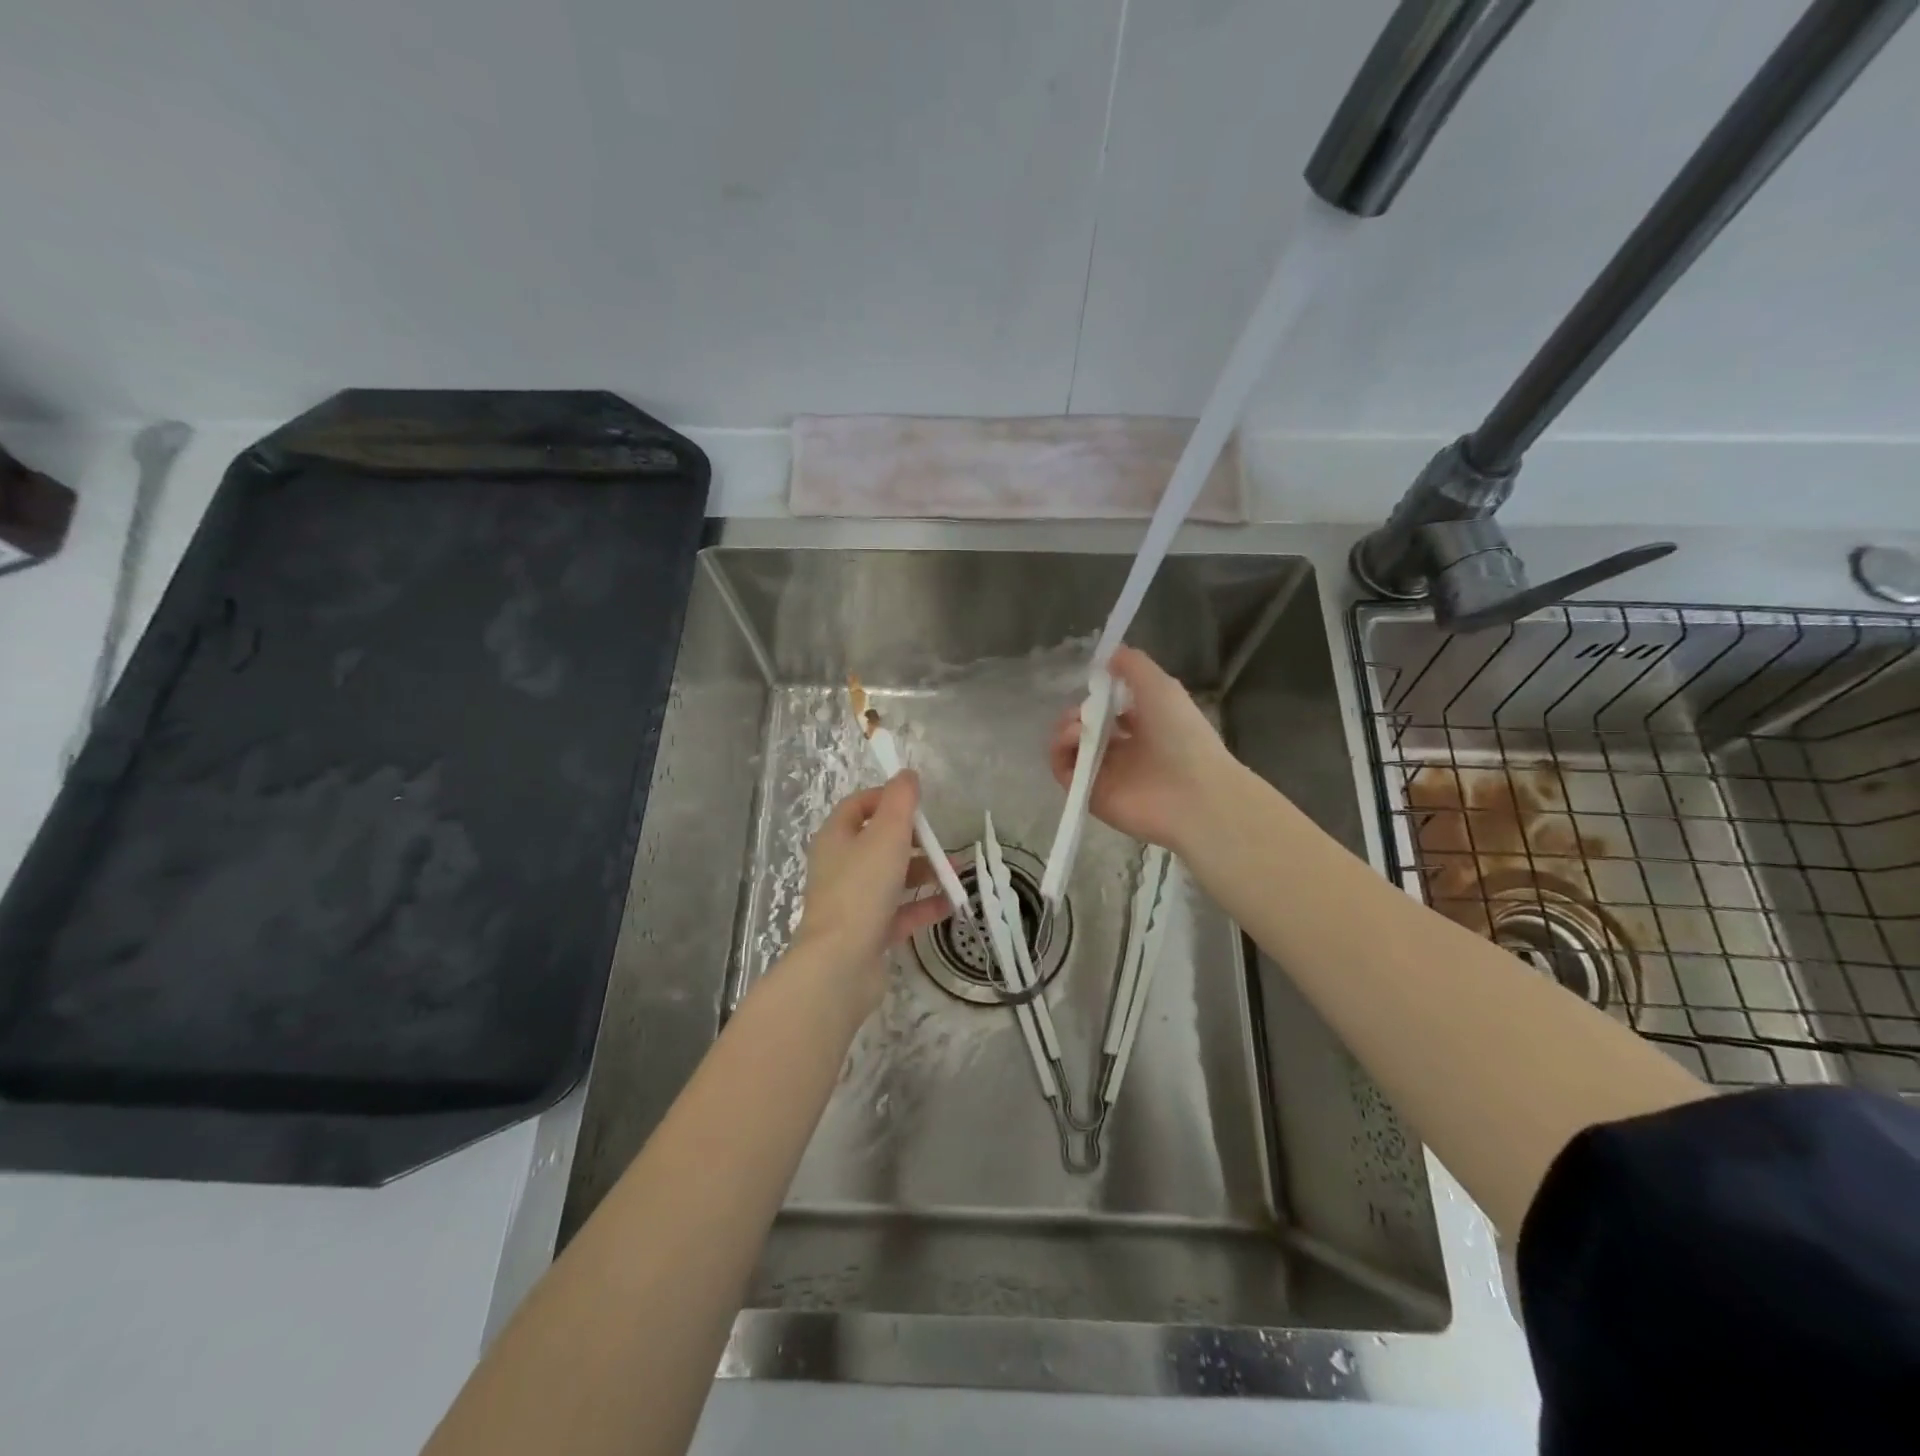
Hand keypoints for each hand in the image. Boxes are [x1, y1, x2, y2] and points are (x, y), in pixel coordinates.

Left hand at [792, 772, 950, 1007]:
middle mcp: (840, 867)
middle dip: (913, 839)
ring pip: (892, 878)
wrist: (840, 964)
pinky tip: (952, 903)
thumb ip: (900, 801)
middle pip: (878, 842)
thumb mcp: (886, 835)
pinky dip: (924, 906)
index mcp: (836, 839)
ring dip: (924, 872)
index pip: (858, 806)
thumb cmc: (861, 889)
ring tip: (956, 872)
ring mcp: (853, 902)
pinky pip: (900, 912)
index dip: (886, 799)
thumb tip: (907, 774)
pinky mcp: (868, 932)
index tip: (917, 804)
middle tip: (941, 841)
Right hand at [1049, 646, 1244, 853]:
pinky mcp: (1089, 795)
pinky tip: (1073, 738)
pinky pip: (1064, 771)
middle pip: (1084, 729)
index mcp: (1144, 727)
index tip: (1093, 684)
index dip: (1097, 696)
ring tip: (1076, 726)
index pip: (1110, 711)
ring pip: (1070, 748)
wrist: (1192, 793)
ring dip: (1064, 729)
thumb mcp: (1161, 686)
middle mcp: (1123, 752)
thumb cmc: (1181, 735)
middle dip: (1075, 713)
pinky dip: (1060, 752)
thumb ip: (1133, 665)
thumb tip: (1108, 654)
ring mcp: (1105, 775)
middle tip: (1081, 711)